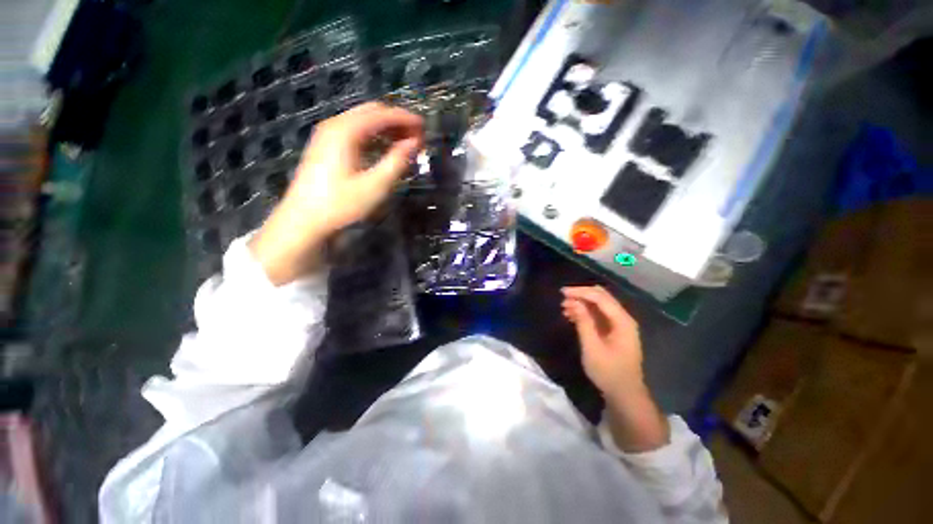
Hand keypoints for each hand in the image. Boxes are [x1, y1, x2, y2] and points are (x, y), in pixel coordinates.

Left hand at [251, 102, 422, 284]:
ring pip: (363, 121)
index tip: (424, 127)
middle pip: (371, 112)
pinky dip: (374, 136)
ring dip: (386, 128)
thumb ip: (397, 161)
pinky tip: (384, 149)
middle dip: (397, 121)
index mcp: (346, 131)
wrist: (304, 220)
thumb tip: (415, 143)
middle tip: (417, 136)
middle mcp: (335, 125)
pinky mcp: (326, 146)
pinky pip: (355, 132)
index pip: (382, 115)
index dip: (405, 118)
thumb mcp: (375, 185)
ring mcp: (328, 134)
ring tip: (405, 143)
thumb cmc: (341, 204)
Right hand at [561, 285, 668, 451]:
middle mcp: (623, 318)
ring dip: (582, 303)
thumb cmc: (608, 372)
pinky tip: (572, 316)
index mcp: (622, 321)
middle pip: (602, 297)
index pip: (600, 297)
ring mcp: (619, 325)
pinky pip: (599, 314)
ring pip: (599, 305)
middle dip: (582, 295)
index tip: (562, 292)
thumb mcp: (592, 347)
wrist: (624, 394)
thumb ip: (583, 322)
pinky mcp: (614, 331)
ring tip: (564, 308)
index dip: (581, 292)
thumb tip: (574, 302)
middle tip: (563, 298)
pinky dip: (585, 312)